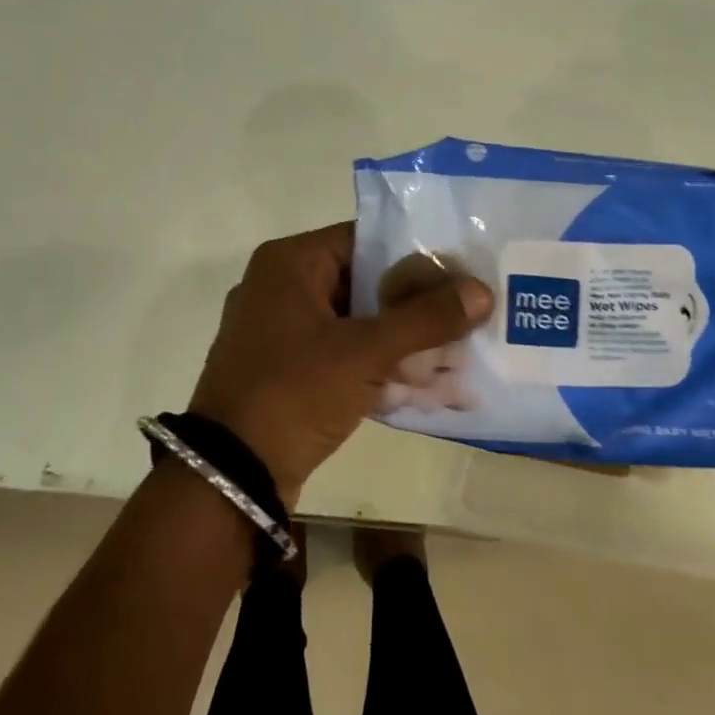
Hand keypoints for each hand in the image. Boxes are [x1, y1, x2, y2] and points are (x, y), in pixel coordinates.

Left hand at [188, 223, 492, 505]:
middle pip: (362, 281)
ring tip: (455, 348)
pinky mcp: (285, 370)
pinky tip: (423, 382)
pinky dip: (377, 364)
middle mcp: (280, 287)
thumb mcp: (366, 351)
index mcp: (289, 263)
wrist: (231, 476)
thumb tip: (483, 290)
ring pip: (354, 321)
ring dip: (400, 337)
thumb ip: (426, 319)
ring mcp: (279, 332)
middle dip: (413, 302)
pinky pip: (341, 354)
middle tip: (465, 310)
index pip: (364, 239)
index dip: (414, 253)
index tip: (459, 269)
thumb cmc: (294, 392)